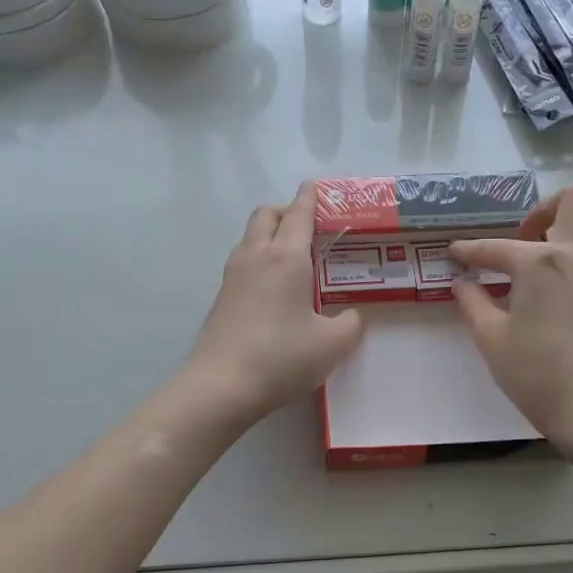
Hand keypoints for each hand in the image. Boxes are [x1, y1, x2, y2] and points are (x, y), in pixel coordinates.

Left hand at [186, 182, 364, 425]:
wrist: (221, 386)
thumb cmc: (282, 357)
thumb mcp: (332, 344)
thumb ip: (350, 324)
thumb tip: (351, 316)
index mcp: (286, 258)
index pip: (299, 214)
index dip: (310, 198)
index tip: (316, 187)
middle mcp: (256, 257)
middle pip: (267, 215)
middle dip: (287, 211)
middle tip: (308, 225)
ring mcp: (233, 276)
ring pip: (250, 237)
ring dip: (270, 233)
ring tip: (293, 255)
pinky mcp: (221, 298)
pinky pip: (243, 262)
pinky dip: (259, 258)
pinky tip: (274, 286)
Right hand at [448, 185, 572, 446]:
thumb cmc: (537, 375)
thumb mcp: (491, 340)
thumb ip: (473, 304)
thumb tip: (462, 283)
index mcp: (539, 262)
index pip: (496, 247)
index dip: (470, 250)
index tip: (455, 253)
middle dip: (544, 211)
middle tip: (527, 239)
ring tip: (568, 258)